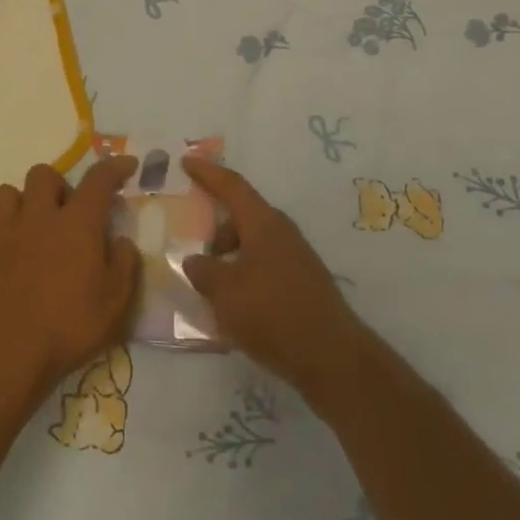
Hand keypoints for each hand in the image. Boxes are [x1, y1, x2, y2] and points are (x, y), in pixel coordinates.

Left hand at [0, 159, 142, 423]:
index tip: (127, 164)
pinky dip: (1, 234)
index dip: (114, 166)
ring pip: (7, 192)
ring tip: (35, 225)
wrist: (8, 354)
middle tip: (69, 212)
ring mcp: (6, 232)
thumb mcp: (116, 303)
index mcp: (77, 223)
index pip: (98, 179)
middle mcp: (39, 217)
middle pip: (44, 174)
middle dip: (59, 185)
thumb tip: (120, 241)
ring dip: (23, 202)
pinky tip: (11, 253)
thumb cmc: (69, 327)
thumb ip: (124, 264)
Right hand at [182, 160, 369, 404]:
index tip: (187, 161)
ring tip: (209, 284)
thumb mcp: (225, 292)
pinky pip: (263, 266)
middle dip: (216, 227)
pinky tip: (234, 304)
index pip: (232, 186)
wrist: (331, 357)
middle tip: (193, 244)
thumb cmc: (272, 313)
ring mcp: (296, 258)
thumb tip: (195, 260)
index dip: (208, 173)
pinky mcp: (302, 284)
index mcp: (263, 223)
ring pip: (253, 244)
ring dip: (230, 255)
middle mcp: (282, 232)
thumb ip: (203, 271)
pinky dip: (244, 274)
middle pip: (242, 216)